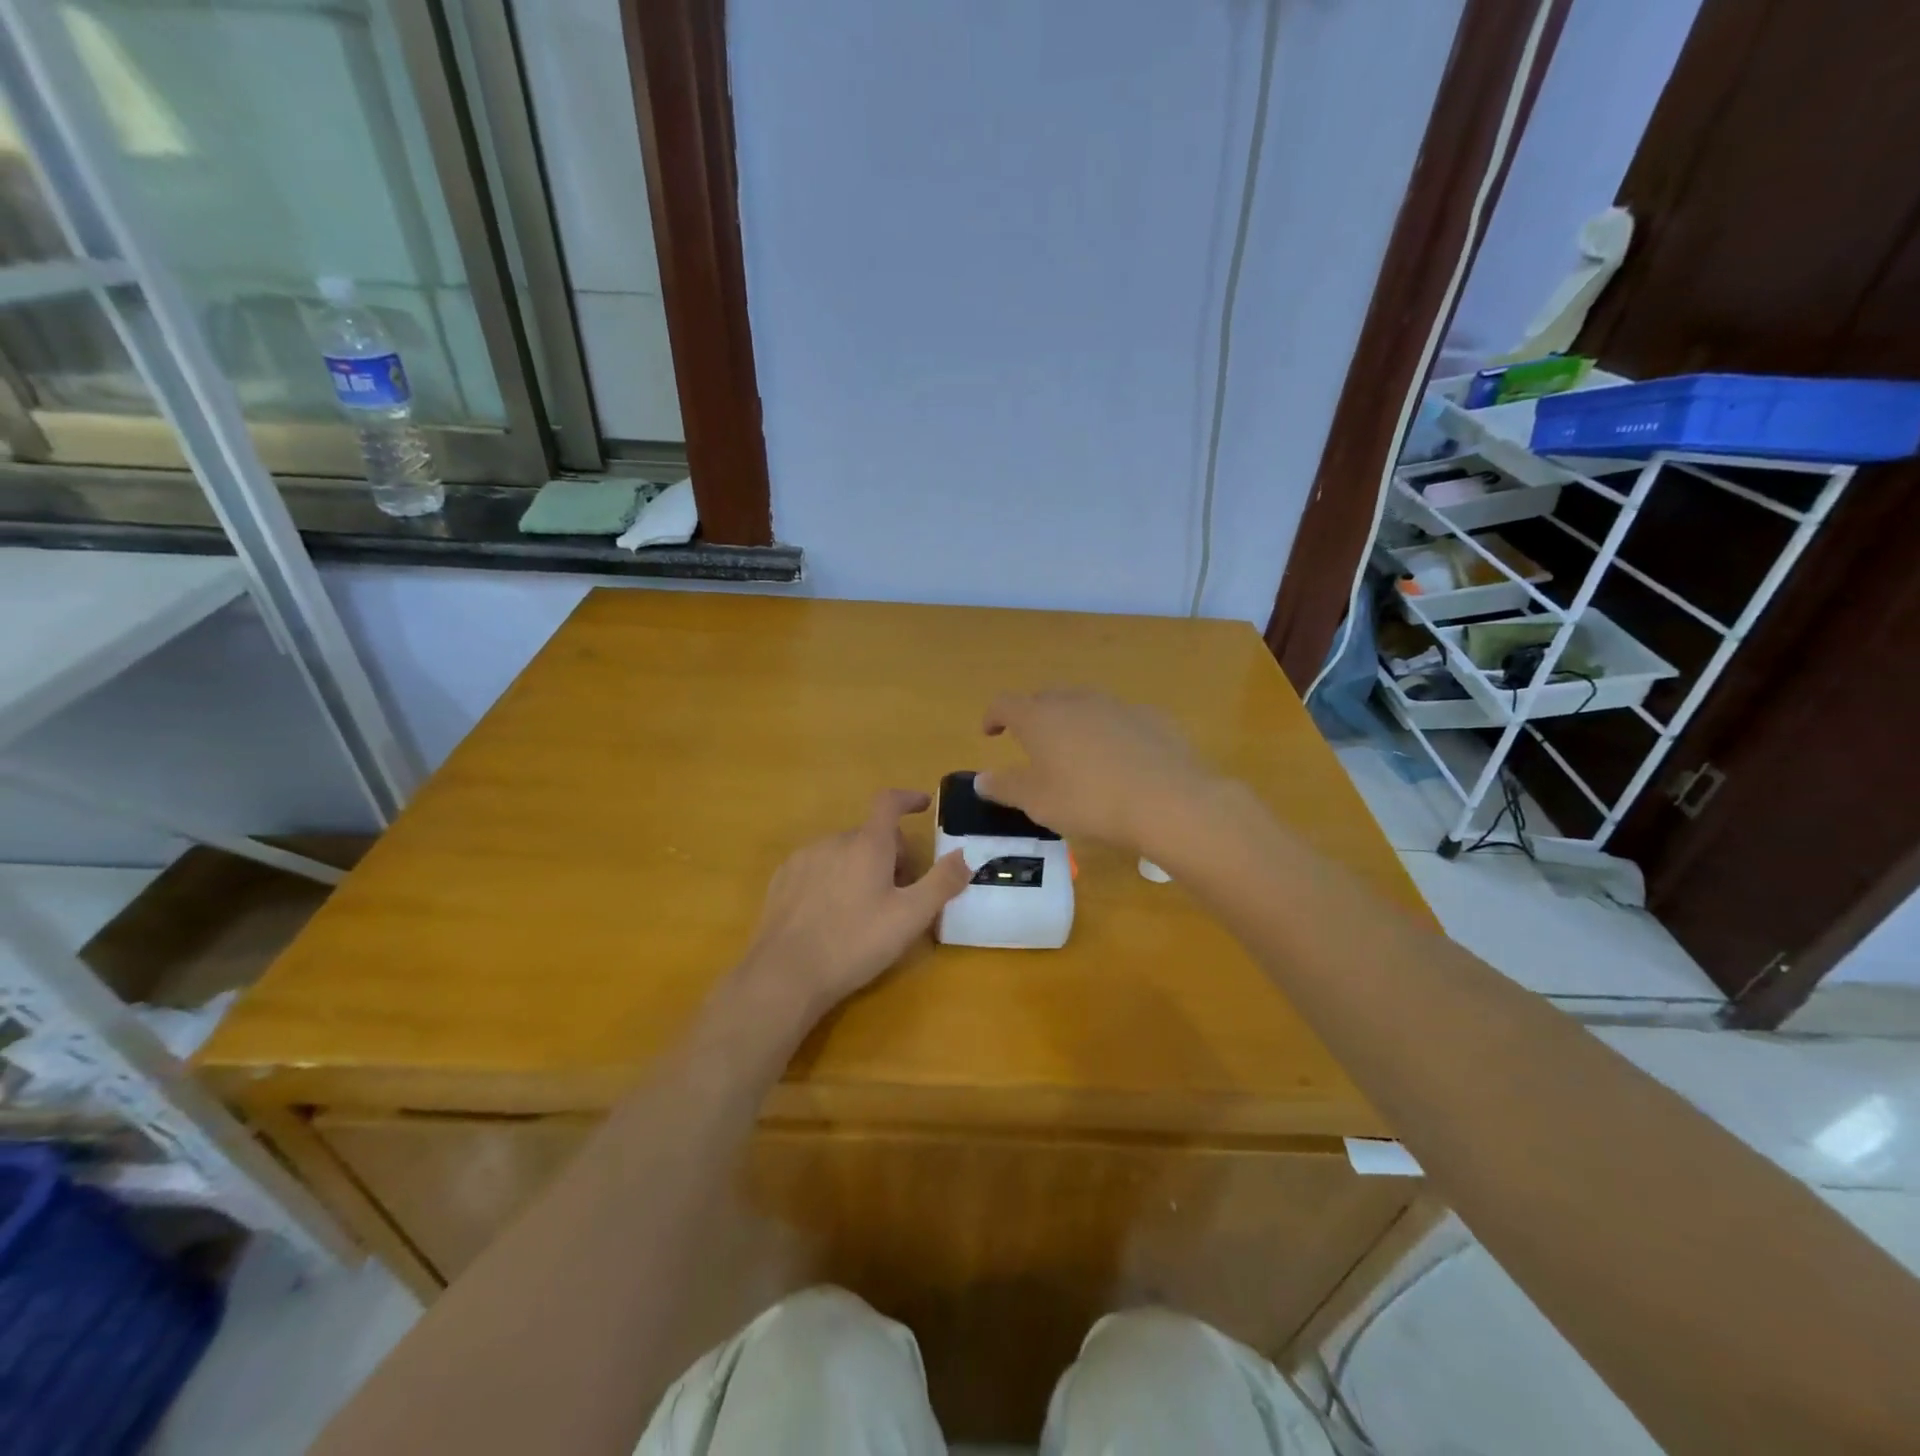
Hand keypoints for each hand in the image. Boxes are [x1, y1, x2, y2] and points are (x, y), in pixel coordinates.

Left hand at [738, 789, 971, 1022]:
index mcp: (867, 844)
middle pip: (870, 835)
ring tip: (866, 909)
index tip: (923, 805)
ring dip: (861, 867)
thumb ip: (941, 883)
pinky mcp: (782, 880)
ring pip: (843, 851)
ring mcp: (803, 859)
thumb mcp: (910, 917)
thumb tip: (965, 855)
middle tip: (902, 892)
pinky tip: (832, 916)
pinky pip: (818, 867)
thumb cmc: (855, 942)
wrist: (785, 974)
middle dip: (891, 854)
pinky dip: (833, 879)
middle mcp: (833, 841)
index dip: (908, 799)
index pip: (889, 802)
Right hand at [975, 689, 1221, 853]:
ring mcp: (1117, 705)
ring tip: (1075, 750)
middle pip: (1045, 697)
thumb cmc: (1089, 801)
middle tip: (1032, 742)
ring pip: (1084, 704)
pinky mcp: (1151, 718)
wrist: (1167, 801)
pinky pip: (1119, 719)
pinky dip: (1109, 732)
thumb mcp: (1037, 802)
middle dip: (1033, 715)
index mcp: (1040, 718)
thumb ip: (1005, 787)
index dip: (993, 716)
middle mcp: (1076, 701)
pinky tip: (1119, 760)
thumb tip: (981, 779)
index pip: (1005, 704)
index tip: (990, 733)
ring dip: (1072, 721)